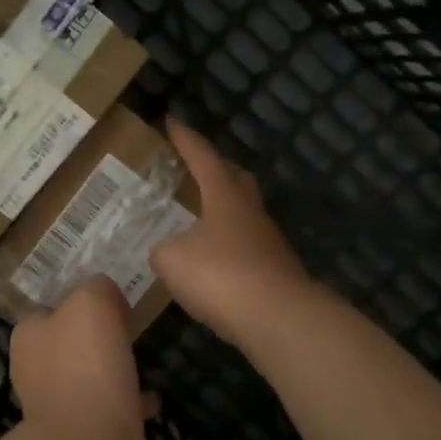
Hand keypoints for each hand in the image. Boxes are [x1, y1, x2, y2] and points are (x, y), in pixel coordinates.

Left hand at [9, 276, 155, 439]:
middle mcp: (36, 370)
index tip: (113, 302)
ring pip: (91, 377)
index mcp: (29, 336)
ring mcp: (60, 407)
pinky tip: (152, 399)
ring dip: (115, 370)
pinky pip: (112, 410)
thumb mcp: (91, 303)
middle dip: (98, 338)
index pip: (50, 308)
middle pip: (70, 343)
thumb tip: (106, 295)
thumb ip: (97, 288)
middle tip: (131, 329)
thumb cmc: (86, 366)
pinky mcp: (87, 436)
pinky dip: (130, 403)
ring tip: (144, 360)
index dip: (80, 301)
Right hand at [151, 117, 314, 349]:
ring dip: (220, 212)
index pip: (203, 157)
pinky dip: (225, 247)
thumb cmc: (221, 275)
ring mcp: (266, 243)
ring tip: (194, 221)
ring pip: (241, 215)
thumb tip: (166, 251)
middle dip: (215, 169)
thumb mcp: (172, 259)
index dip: (186, 139)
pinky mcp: (273, 272)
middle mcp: (250, 212)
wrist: (278, 319)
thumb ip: (162, 249)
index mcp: (225, 196)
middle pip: (235, 179)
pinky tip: (209, 263)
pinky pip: (243, 248)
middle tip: (193, 167)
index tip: (172, 121)